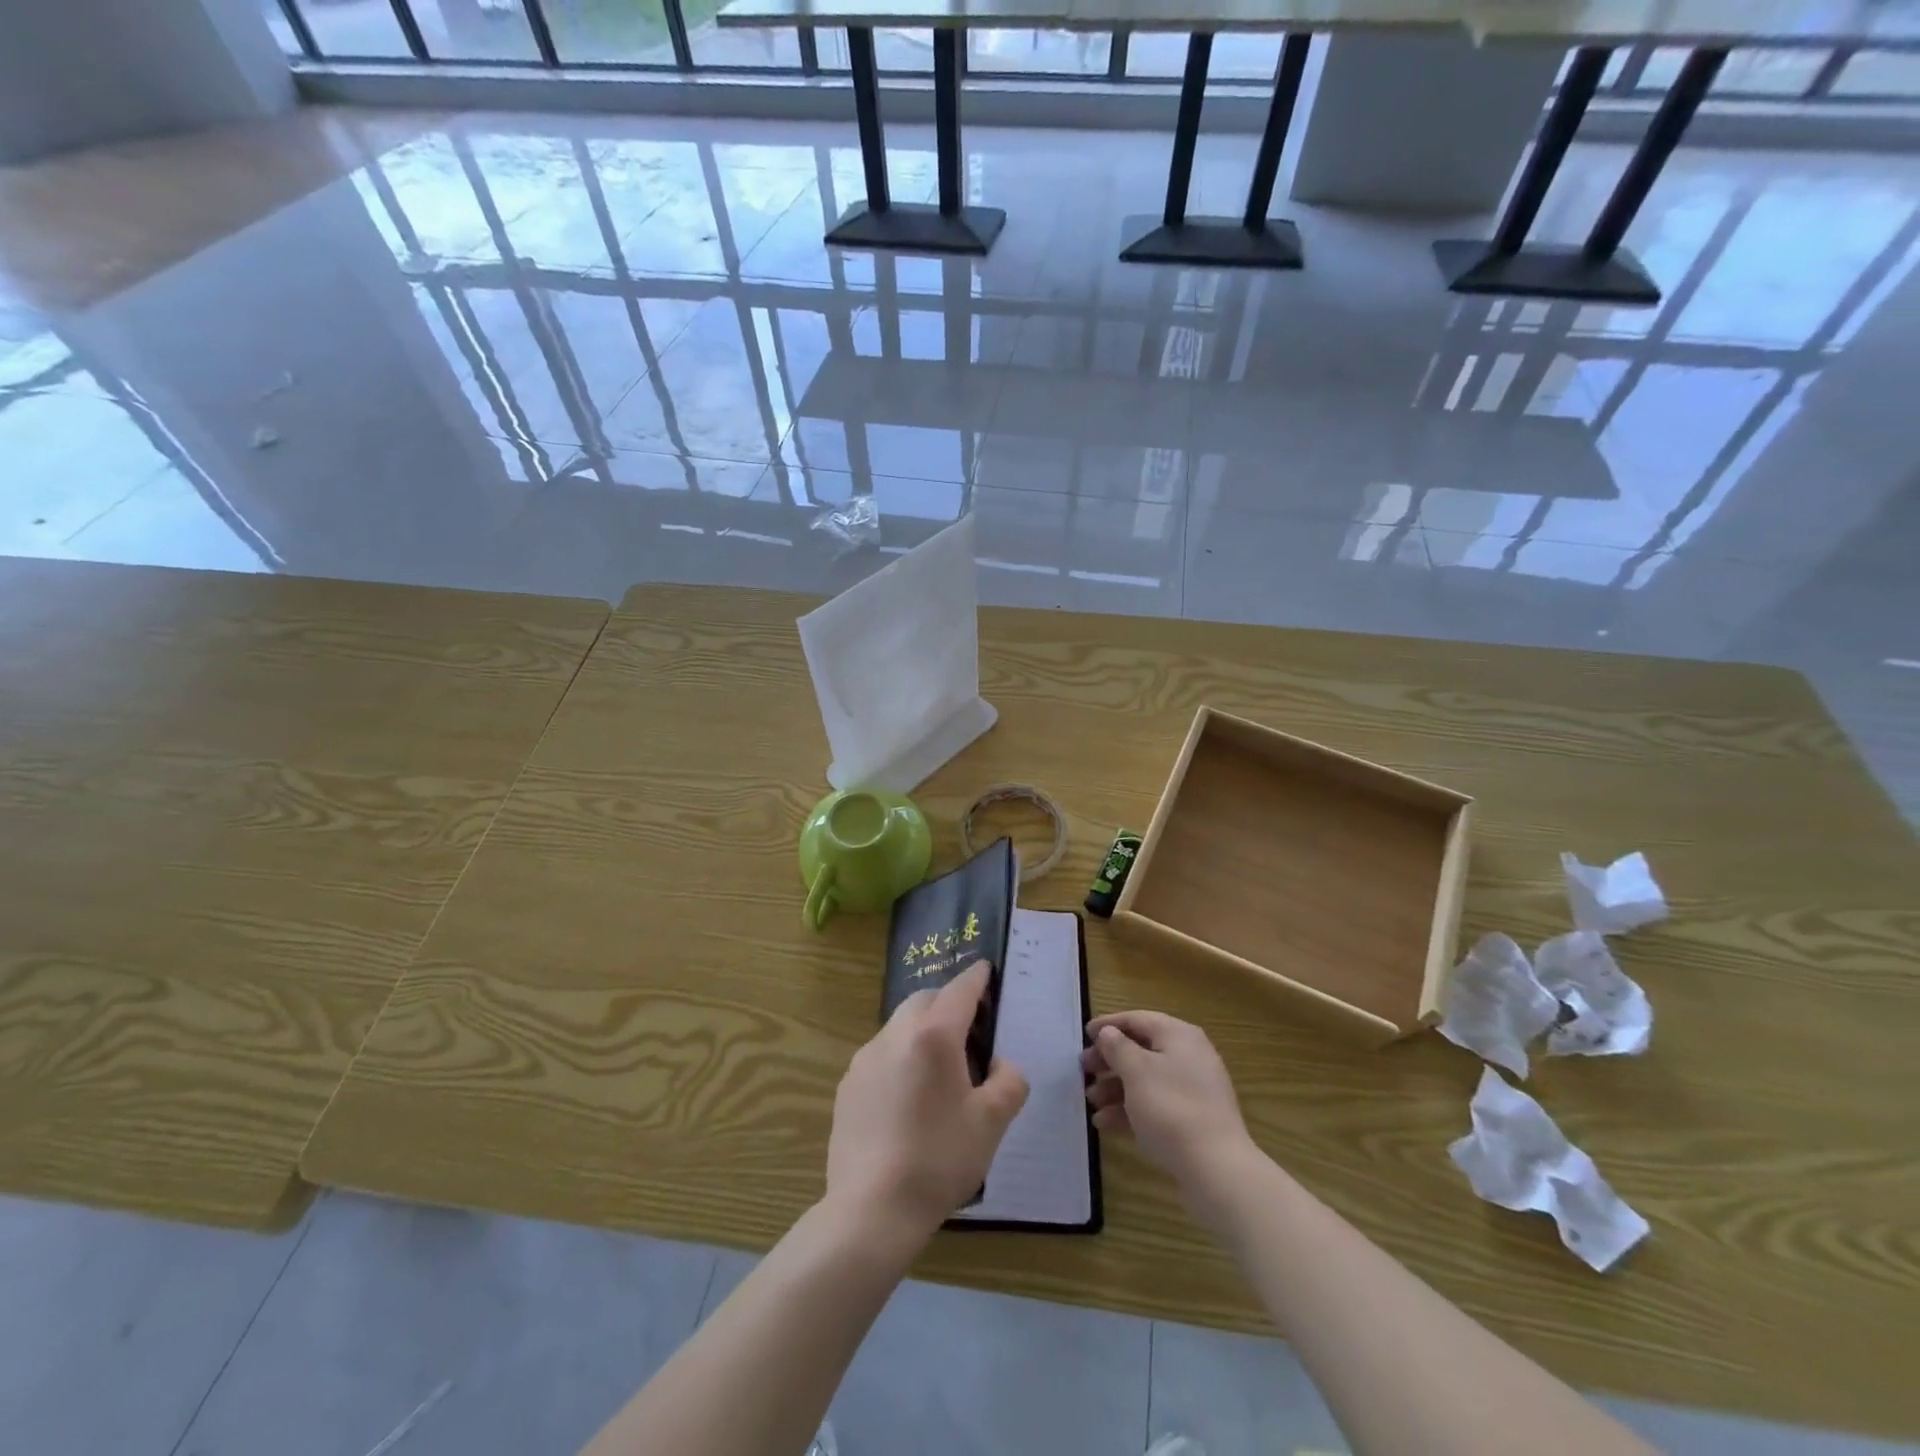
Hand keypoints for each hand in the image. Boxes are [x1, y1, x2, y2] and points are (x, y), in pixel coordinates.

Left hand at [826, 961, 1028, 1241]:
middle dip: (947, 1002)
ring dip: (921, 1030)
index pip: (960, 991)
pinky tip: (908, 1097)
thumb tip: (1002, 1066)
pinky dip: (900, 1057)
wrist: (872, 1208)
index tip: (985, 969)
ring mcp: (865, 1059)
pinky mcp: (847, 1085)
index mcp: (934, 1036)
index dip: (976, 978)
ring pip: (899, 1026)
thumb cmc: (940, 1159)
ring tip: (939, 1067)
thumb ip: (1009, 1083)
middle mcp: (895, 1035)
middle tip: (969, 1027)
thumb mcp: (992, 1123)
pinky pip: (880, 1055)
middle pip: (925, 1001)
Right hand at [1083, 1010, 1254, 1198]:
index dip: (1109, 1024)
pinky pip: (1155, 1104)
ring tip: (1091, 1101)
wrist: (1216, 1168)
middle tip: (1084, 1070)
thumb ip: (1118, 1047)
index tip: (1084, 1035)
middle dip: (1109, 1060)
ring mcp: (1192, 1089)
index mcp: (1178, 1035)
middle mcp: (1188, 1056)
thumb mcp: (1136, 1071)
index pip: (1138, 1019)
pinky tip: (1105, 1123)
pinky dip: (1130, 1109)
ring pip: (1146, 1079)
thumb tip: (1109, 1033)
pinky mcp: (1192, 1118)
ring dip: (1115, 1087)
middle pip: (1141, 1049)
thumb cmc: (1171, 1108)